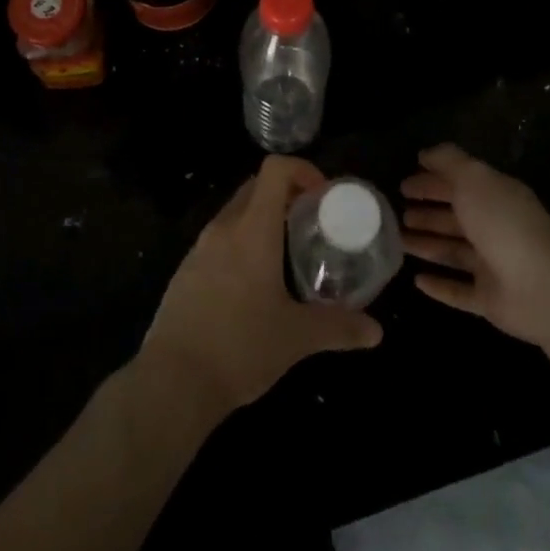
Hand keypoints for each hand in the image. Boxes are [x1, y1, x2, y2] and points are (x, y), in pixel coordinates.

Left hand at [140, 155, 382, 416]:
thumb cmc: (241, 347)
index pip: (274, 170)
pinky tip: (253, 284)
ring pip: (235, 213)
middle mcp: (224, 227)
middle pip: (255, 187)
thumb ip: (338, 328)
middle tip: (311, 224)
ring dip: (262, 219)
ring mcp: (200, 247)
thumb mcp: (296, 338)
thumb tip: (376, 331)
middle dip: (285, 195)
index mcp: (252, 230)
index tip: (322, 198)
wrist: (173, 380)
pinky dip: (241, 243)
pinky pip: (219, 239)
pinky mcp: (186, 270)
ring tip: (286, 255)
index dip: (302, 170)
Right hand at [401, 143, 549, 346]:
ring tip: (397, 242)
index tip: (403, 185)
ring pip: (453, 252)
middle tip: (396, 214)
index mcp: (495, 196)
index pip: (458, 184)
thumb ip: (448, 161)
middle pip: (454, 218)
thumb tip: (425, 154)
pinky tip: (417, 281)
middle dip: (427, 214)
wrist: (545, 288)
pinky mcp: (490, 300)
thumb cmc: (504, 223)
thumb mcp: (473, 179)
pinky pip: (459, 290)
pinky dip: (440, 286)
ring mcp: (493, 265)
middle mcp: (494, 228)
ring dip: (426, 245)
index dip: (430, 182)